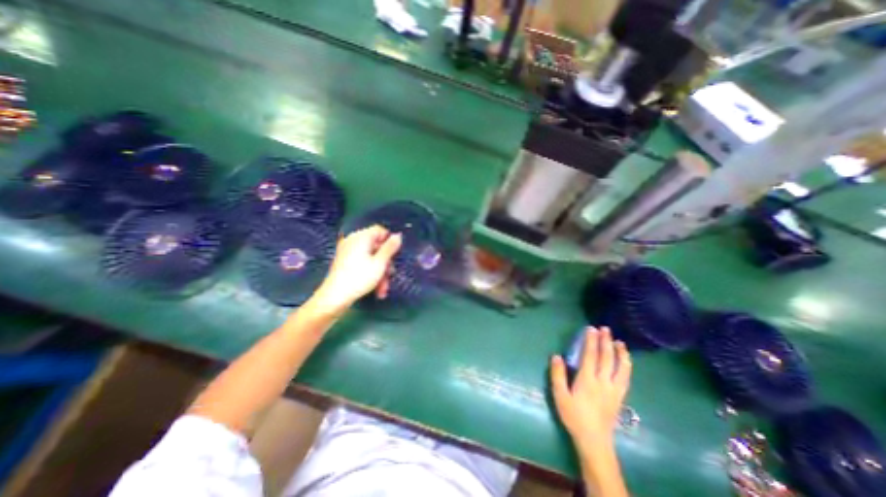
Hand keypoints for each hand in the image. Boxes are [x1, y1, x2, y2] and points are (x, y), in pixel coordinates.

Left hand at [307, 224, 399, 313]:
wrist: (335, 298)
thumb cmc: (359, 278)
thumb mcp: (380, 263)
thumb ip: (390, 248)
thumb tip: (398, 235)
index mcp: (361, 237)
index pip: (380, 230)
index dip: (390, 242)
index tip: (395, 255)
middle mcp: (353, 241)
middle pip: (377, 247)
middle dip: (386, 263)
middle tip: (390, 276)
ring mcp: (348, 252)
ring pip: (372, 258)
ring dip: (380, 273)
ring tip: (383, 289)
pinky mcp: (345, 263)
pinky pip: (363, 263)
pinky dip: (371, 274)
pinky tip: (376, 289)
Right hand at [553, 326, 633, 458]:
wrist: (594, 440)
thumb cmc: (574, 416)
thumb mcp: (560, 396)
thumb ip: (557, 375)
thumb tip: (556, 356)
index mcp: (587, 380)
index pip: (590, 356)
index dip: (591, 341)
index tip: (591, 328)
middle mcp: (603, 382)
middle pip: (607, 358)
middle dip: (605, 342)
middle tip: (605, 328)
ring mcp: (614, 389)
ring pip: (621, 368)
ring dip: (620, 353)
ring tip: (619, 341)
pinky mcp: (620, 396)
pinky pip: (626, 378)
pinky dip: (627, 366)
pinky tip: (625, 361)